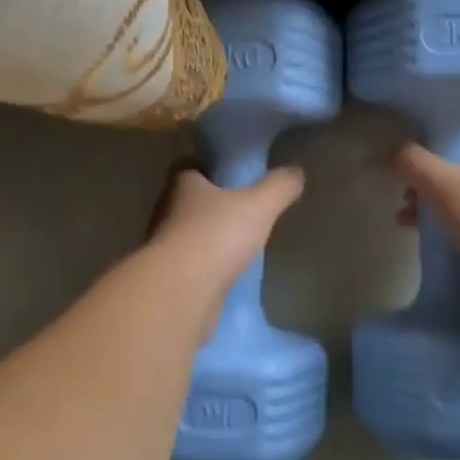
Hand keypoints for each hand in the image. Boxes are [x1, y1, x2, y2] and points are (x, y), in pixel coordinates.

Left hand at [145, 163, 303, 335]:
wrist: (180, 293)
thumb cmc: (216, 236)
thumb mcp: (259, 206)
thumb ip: (279, 186)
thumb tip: (295, 172)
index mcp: (182, 185)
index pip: (191, 166)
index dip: (211, 168)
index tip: (233, 176)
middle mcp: (166, 211)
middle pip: (189, 200)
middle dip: (213, 204)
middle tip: (243, 210)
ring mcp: (164, 246)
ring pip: (189, 233)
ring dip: (209, 237)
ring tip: (240, 243)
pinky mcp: (168, 277)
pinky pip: (191, 264)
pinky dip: (207, 265)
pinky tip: (228, 272)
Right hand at [392, 130, 459, 326]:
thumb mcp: (443, 182)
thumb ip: (412, 163)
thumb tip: (392, 153)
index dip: (435, 147)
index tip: (410, 162)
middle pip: (459, 171)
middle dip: (428, 183)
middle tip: (405, 196)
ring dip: (433, 209)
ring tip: (405, 222)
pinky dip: (448, 233)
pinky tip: (427, 243)